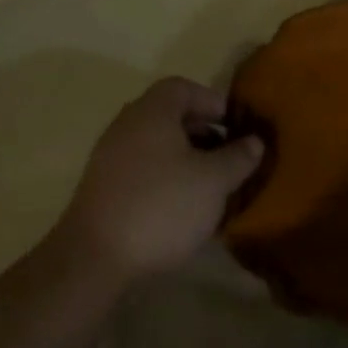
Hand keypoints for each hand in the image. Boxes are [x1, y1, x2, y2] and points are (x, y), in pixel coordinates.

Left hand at [56, 77, 263, 279]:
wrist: (93, 261)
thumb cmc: (162, 205)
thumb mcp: (214, 181)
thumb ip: (239, 157)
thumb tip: (254, 142)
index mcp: (152, 113)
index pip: (183, 87)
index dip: (212, 101)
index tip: (235, 125)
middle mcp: (127, 127)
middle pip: (169, 116)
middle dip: (203, 131)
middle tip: (228, 153)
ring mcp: (109, 159)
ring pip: (156, 145)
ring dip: (186, 157)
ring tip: (211, 183)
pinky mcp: (102, 190)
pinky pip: (142, 169)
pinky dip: (166, 177)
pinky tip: (183, 205)